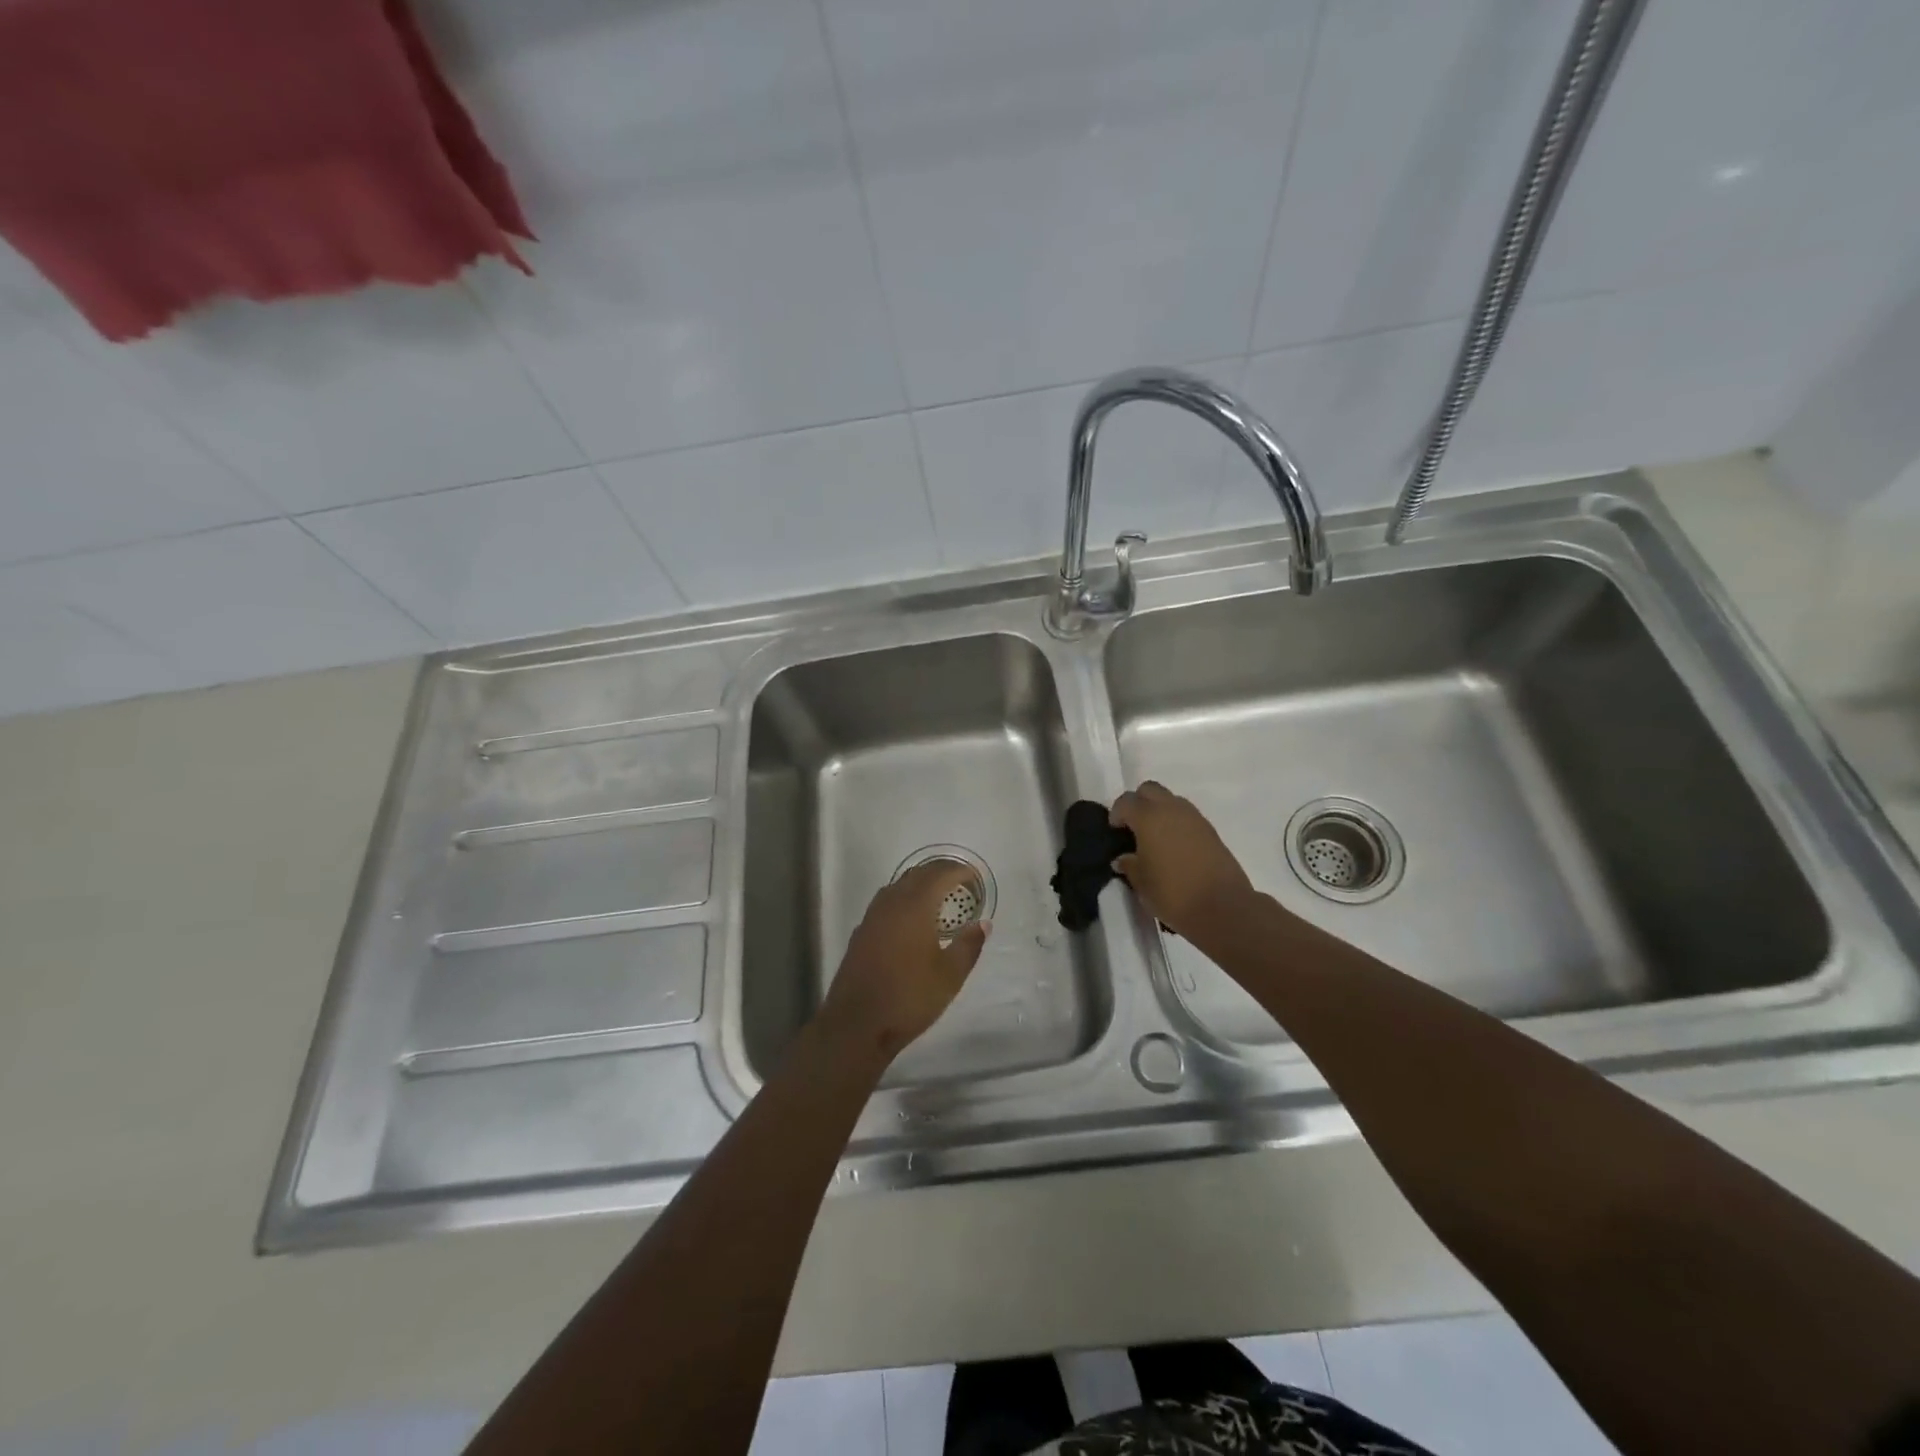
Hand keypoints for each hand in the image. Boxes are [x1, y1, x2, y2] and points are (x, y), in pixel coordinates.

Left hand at [819, 860, 990, 1061]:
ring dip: (921, 883)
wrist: (857, 1024)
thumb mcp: (949, 976)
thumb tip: (983, 923)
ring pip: (899, 885)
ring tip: (940, 896)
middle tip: (962, 882)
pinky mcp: (862, 931)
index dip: (960, 871)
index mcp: (915, 906)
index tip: (976, 877)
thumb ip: (968, 945)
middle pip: (918, 874)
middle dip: (941, 872)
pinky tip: (912, 918)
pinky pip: (887, 901)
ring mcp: (873, 916)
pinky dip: (904, 898)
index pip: (940, 875)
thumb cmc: (909, 998)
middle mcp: (892, 903)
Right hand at [1110, 780, 1255, 936]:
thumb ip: (1129, 865)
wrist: (1223, 907)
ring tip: (1154, 839)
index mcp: (1149, 817)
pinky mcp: (1211, 831)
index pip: (1126, 802)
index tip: (1115, 831)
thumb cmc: (1173, 893)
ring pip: (1171, 800)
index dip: (1117, 814)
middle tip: (1133, 827)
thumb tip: (1124, 858)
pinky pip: (1187, 816)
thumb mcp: (1141, 883)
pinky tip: (1174, 848)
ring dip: (1159, 811)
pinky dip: (1176, 823)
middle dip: (1138, 803)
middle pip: (1150, 790)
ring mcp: (1195, 818)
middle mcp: (1171, 809)